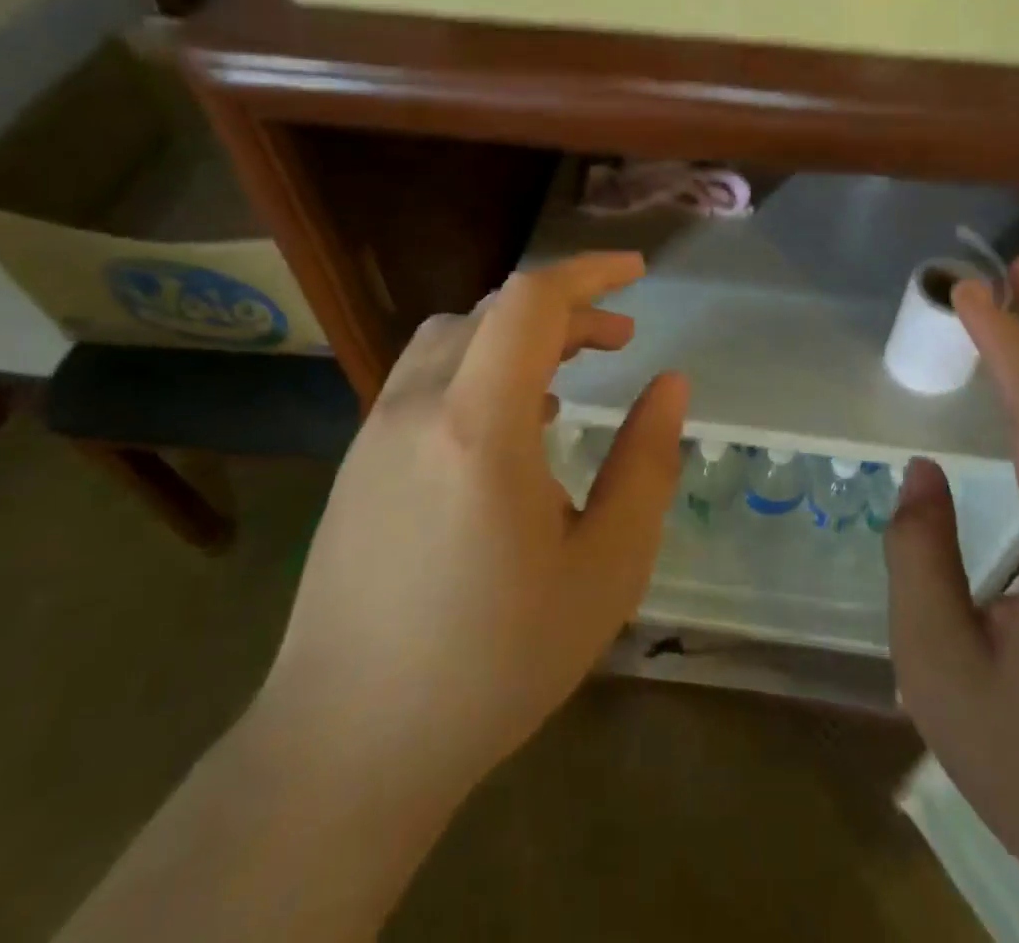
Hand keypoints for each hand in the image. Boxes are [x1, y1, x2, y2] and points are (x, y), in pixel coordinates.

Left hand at [259, 253, 688, 804]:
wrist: (348, 745)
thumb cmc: (494, 661)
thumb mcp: (605, 568)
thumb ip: (646, 464)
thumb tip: (670, 385)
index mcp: (479, 425)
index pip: (531, 301)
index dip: (589, 273)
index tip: (637, 275)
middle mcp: (417, 406)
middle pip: (496, 310)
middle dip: (567, 309)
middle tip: (620, 340)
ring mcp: (376, 430)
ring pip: (454, 336)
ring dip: (518, 334)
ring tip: (565, 376)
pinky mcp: (358, 460)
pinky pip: (425, 375)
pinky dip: (480, 364)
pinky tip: (508, 425)